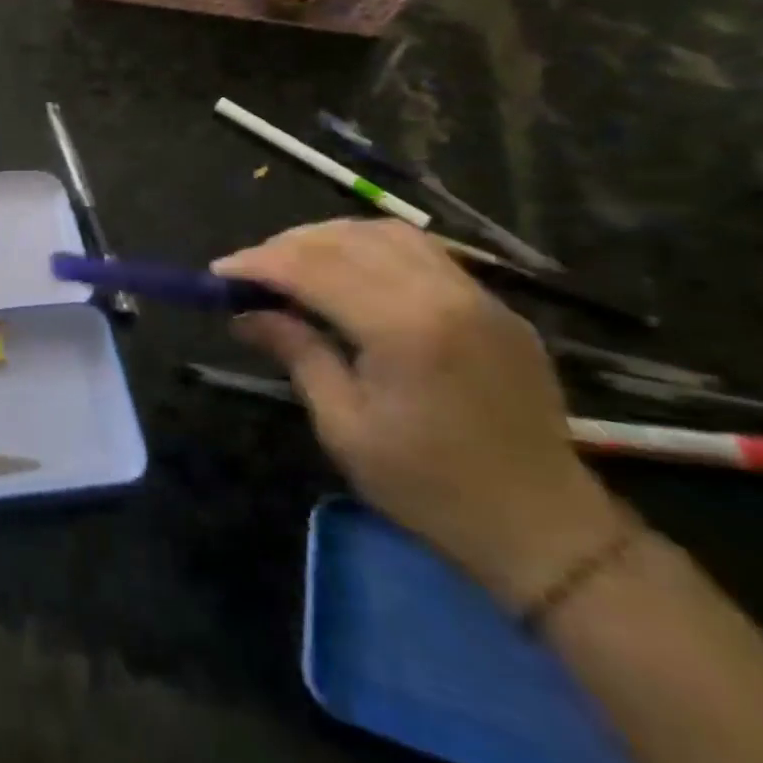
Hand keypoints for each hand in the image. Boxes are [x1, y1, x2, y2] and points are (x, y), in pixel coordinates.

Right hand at [215, 220, 623, 609]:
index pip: (313, 268)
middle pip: (346, 240)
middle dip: (286, 246)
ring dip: (328, 238)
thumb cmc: (429, 488)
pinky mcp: (494, 306)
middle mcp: (443, 295)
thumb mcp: (344, 426)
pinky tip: (347, 270)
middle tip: (248, 270)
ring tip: (292, 262)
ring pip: (386, 233)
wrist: (544, 529)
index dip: (258, 264)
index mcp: (405, 329)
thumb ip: (297, 353)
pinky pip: (422, 251)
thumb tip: (245, 315)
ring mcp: (477, 295)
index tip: (218, 272)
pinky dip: (371, 247)